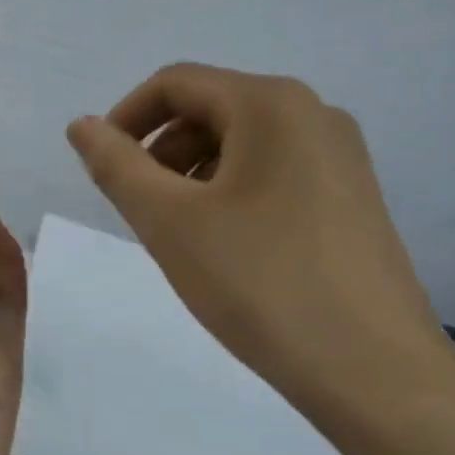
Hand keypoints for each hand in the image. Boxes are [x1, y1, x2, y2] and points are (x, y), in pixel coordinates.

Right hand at [66, 63, 454, 430]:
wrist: (373, 370)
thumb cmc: (260, 283)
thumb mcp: (169, 221)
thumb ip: (116, 166)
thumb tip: (82, 125)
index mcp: (271, 104)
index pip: (175, 84)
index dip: (125, 118)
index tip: (101, 168)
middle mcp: (314, 114)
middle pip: (211, 109)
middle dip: (161, 151)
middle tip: (138, 210)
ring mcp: (341, 157)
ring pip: (242, 144)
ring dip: (193, 174)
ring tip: (178, 234)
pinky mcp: (353, 198)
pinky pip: (275, 173)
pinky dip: (232, 193)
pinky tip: (226, 247)